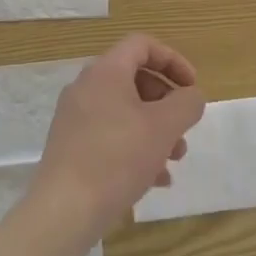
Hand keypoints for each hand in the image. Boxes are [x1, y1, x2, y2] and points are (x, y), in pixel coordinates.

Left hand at [32, 33, 206, 241]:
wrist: (64, 211)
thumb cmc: (118, 158)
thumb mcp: (165, 127)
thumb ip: (187, 103)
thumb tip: (191, 96)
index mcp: (106, 72)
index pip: (142, 45)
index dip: (173, 60)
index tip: (192, 87)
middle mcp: (86, 88)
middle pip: (135, 79)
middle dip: (167, 102)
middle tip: (184, 127)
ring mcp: (75, 118)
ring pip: (125, 111)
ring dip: (155, 129)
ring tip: (174, 159)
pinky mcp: (71, 146)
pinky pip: (111, 135)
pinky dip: (136, 147)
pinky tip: (155, 179)